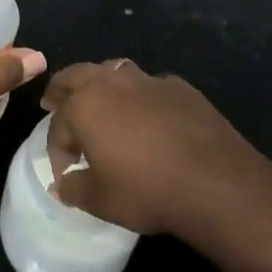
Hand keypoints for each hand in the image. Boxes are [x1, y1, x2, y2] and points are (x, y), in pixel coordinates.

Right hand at [40, 59, 271, 239]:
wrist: (216, 182)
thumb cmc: (148, 191)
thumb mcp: (102, 201)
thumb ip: (75, 190)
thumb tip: (61, 186)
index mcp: (84, 107)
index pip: (58, 125)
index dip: (56, 149)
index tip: (65, 173)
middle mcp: (110, 83)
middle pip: (75, 76)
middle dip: (62, 90)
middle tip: (55, 103)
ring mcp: (146, 80)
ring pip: (112, 70)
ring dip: (100, 84)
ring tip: (101, 102)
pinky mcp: (178, 87)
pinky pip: (148, 85)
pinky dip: (139, 96)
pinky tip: (148, 117)